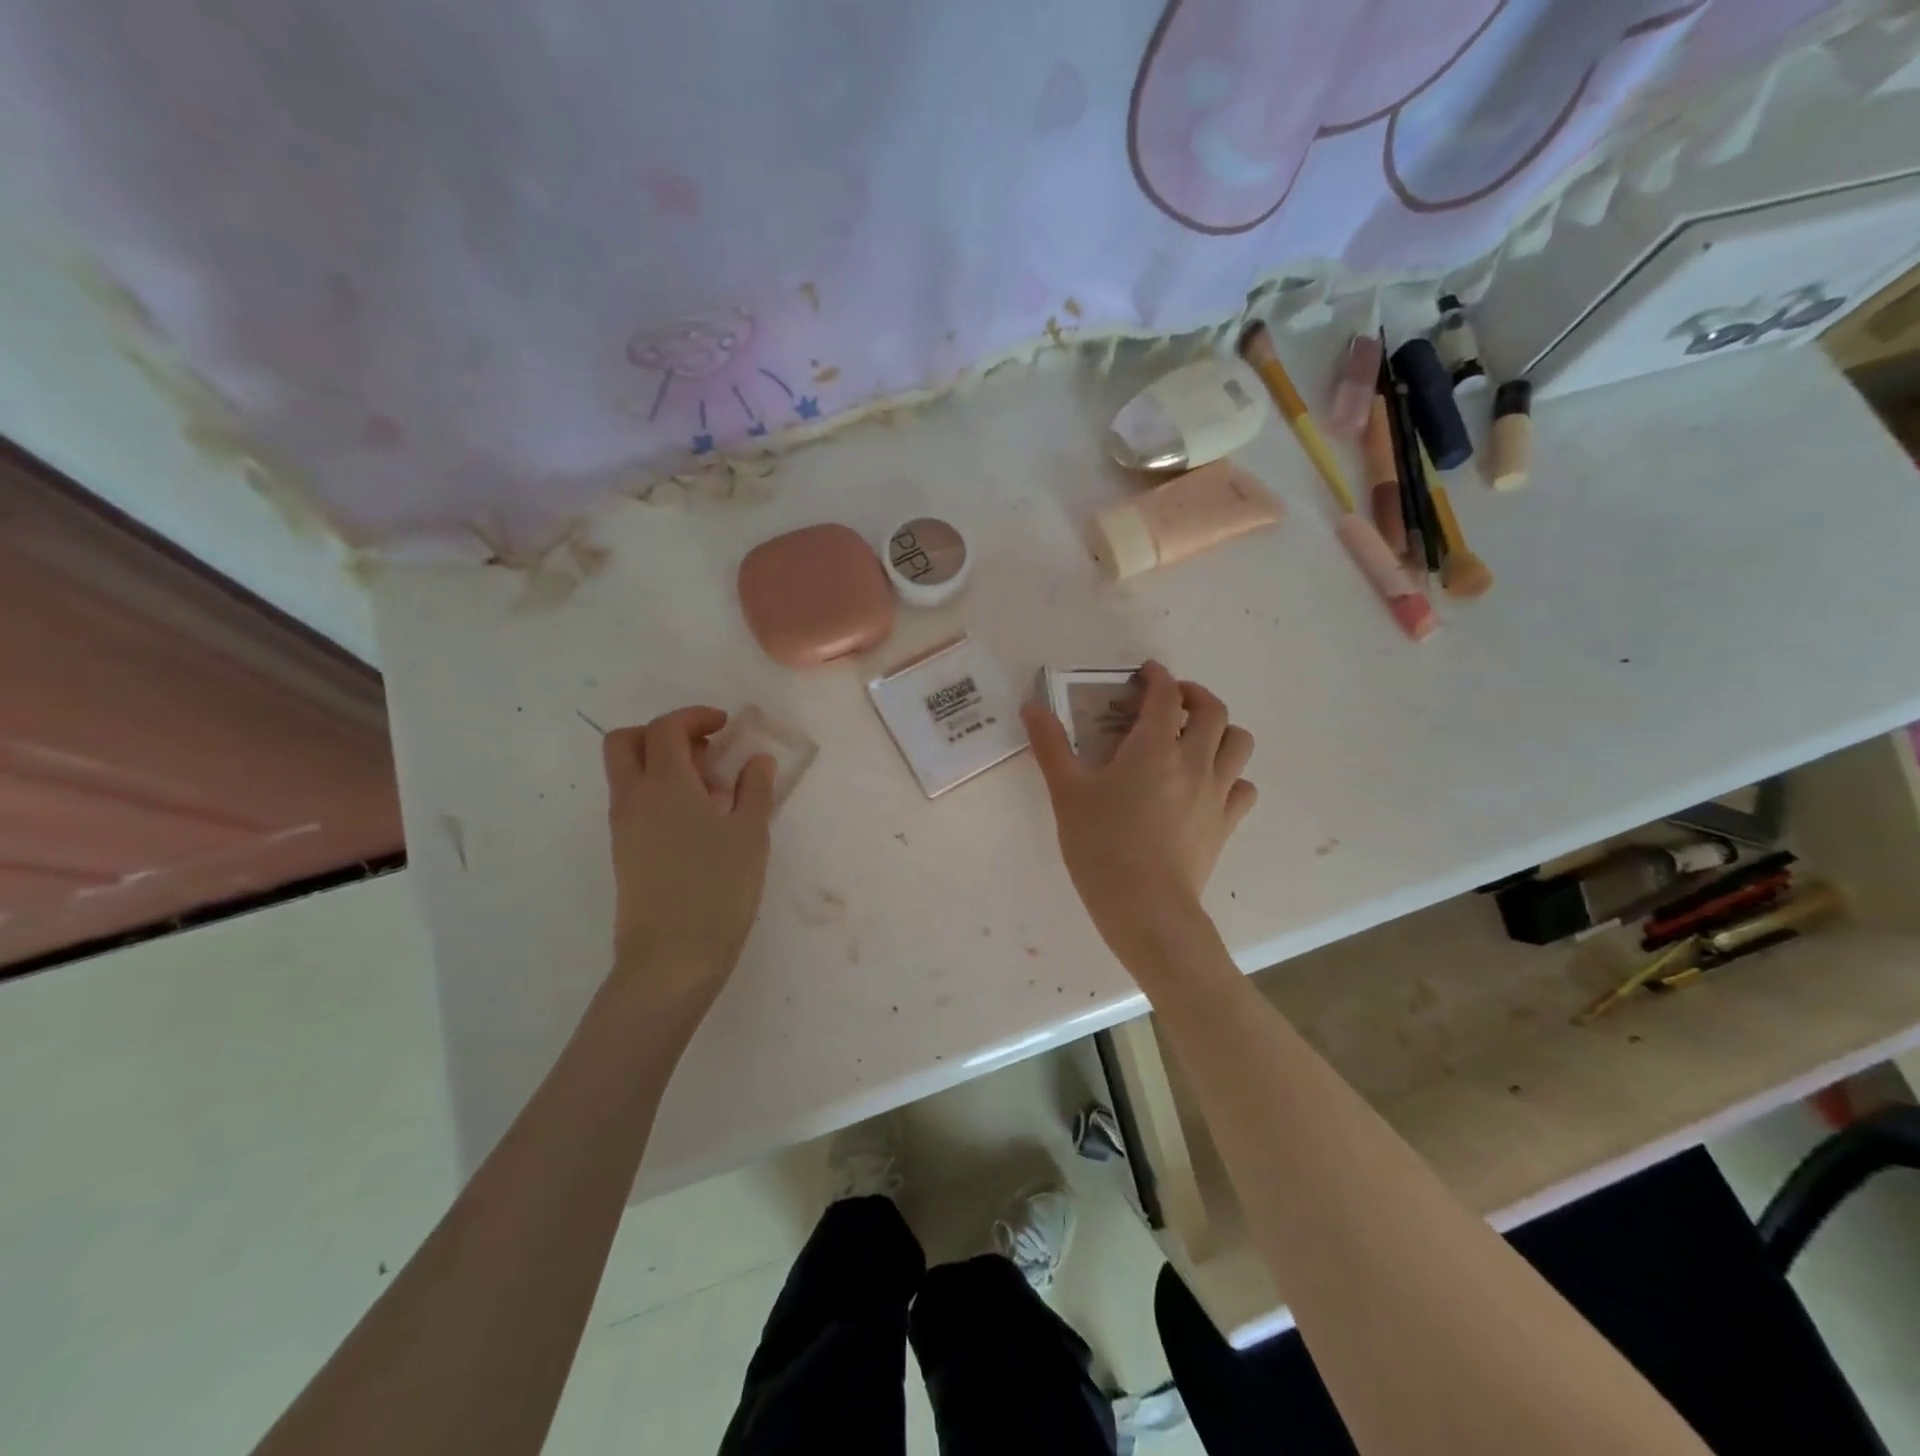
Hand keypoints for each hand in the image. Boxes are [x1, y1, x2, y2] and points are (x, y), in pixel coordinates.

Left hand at [603, 708, 775, 1006]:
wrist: (672, 958)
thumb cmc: (717, 889)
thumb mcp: (750, 834)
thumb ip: (755, 789)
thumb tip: (757, 760)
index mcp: (664, 784)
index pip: (666, 728)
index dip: (695, 717)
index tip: (725, 726)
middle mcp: (633, 798)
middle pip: (626, 742)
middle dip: (662, 734)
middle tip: (703, 750)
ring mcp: (623, 828)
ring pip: (627, 774)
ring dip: (661, 765)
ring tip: (710, 791)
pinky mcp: (624, 853)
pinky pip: (634, 803)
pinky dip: (659, 793)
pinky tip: (698, 822)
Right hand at [1021, 662, 1256, 963]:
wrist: (1146, 908)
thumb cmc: (1101, 847)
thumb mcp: (1067, 794)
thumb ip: (1050, 746)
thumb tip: (1030, 706)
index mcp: (1154, 748)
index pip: (1167, 695)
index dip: (1158, 676)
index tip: (1146, 673)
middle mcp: (1194, 761)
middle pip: (1214, 711)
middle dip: (1195, 694)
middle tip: (1173, 701)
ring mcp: (1216, 793)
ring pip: (1239, 743)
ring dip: (1221, 730)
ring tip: (1196, 738)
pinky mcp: (1226, 824)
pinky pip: (1243, 787)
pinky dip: (1231, 775)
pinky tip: (1208, 785)